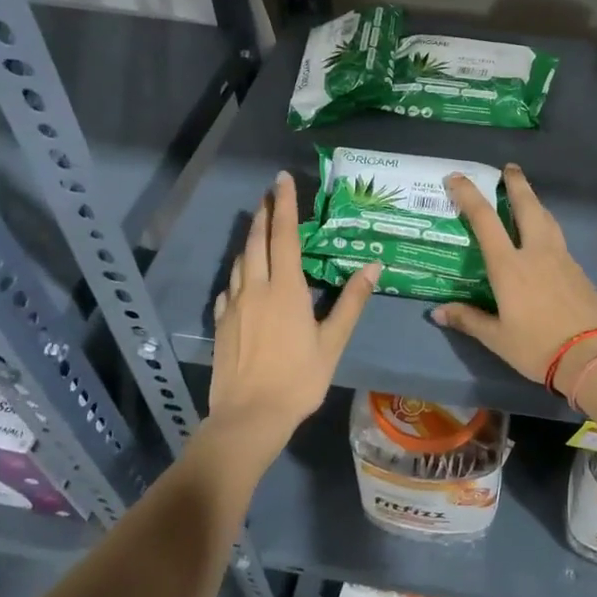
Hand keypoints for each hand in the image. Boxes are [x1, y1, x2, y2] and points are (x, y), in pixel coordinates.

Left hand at [210, 172, 376, 447]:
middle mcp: (255, 288)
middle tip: (269, 194)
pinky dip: (238, 274)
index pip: (285, 236)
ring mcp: (233, 306)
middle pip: (257, 242)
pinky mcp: (221, 324)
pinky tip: (242, 280)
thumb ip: (351, 301)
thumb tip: (374, 265)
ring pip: (240, 262)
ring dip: (250, 241)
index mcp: (285, 289)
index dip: (285, 205)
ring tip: (259, 230)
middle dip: (264, 214)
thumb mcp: (333, 342)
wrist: (249, 417)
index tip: (281, 179)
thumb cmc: (298, 379)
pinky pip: (229, 288)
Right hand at [433, 164, 596, 398]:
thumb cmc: (537, 346)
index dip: (469, 194)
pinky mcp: (577, 269)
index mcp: (509, 266)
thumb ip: (468, 320)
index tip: (457, 177)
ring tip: (526, 195)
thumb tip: (438, 312)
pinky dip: (546, 224)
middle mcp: (535, 252)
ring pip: (547, 218)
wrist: (592, 356)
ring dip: (534, 201)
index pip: (485, 220)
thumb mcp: (497, 338)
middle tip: (509, 168)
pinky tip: (543, 234)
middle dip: (516, 183)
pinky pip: (557, 236)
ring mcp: (560, 258)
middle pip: (526, 206)